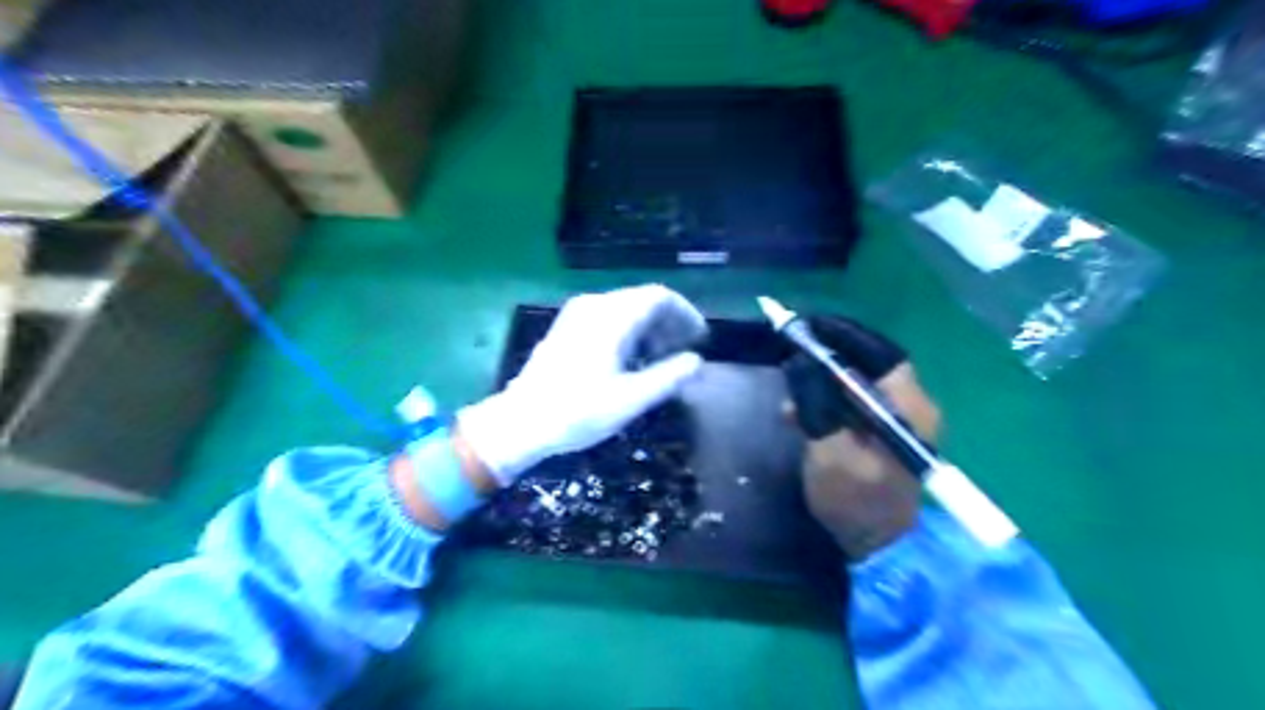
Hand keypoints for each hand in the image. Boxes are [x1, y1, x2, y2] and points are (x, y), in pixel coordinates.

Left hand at [457, 286, 708, 485]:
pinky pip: (608, 317)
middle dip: (669, 322)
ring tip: (661, 359)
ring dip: (649, 328)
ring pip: (625, 308)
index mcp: (612, 317)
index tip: (700, 338)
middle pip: (642, 299)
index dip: (685, 314)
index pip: (659, 297)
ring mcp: (577, 314)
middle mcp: (594, 305)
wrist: (520, 422)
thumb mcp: (631, 399)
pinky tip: (631, 359)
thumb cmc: (578, 412)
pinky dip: (629, 331)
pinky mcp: (567, 327)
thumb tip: (696, 361)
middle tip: (684, 351)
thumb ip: (669, 377)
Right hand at [783, 316, 936, 559]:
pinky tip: (797, 415)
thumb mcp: (829, 450)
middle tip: (793, 350)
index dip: (846, 335)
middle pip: (870, 366)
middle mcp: (911, 409)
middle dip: (829, 356)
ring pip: (858, 386)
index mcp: (909, 409)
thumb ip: (815, 402)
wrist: (878, 551)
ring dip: (822, 383)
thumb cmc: (856, 501)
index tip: (810, 325)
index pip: (882, 353)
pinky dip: (826, 403)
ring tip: (787, 394)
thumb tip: (798, 361)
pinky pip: (854, 406)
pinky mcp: (883, 438)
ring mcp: (898, 424)